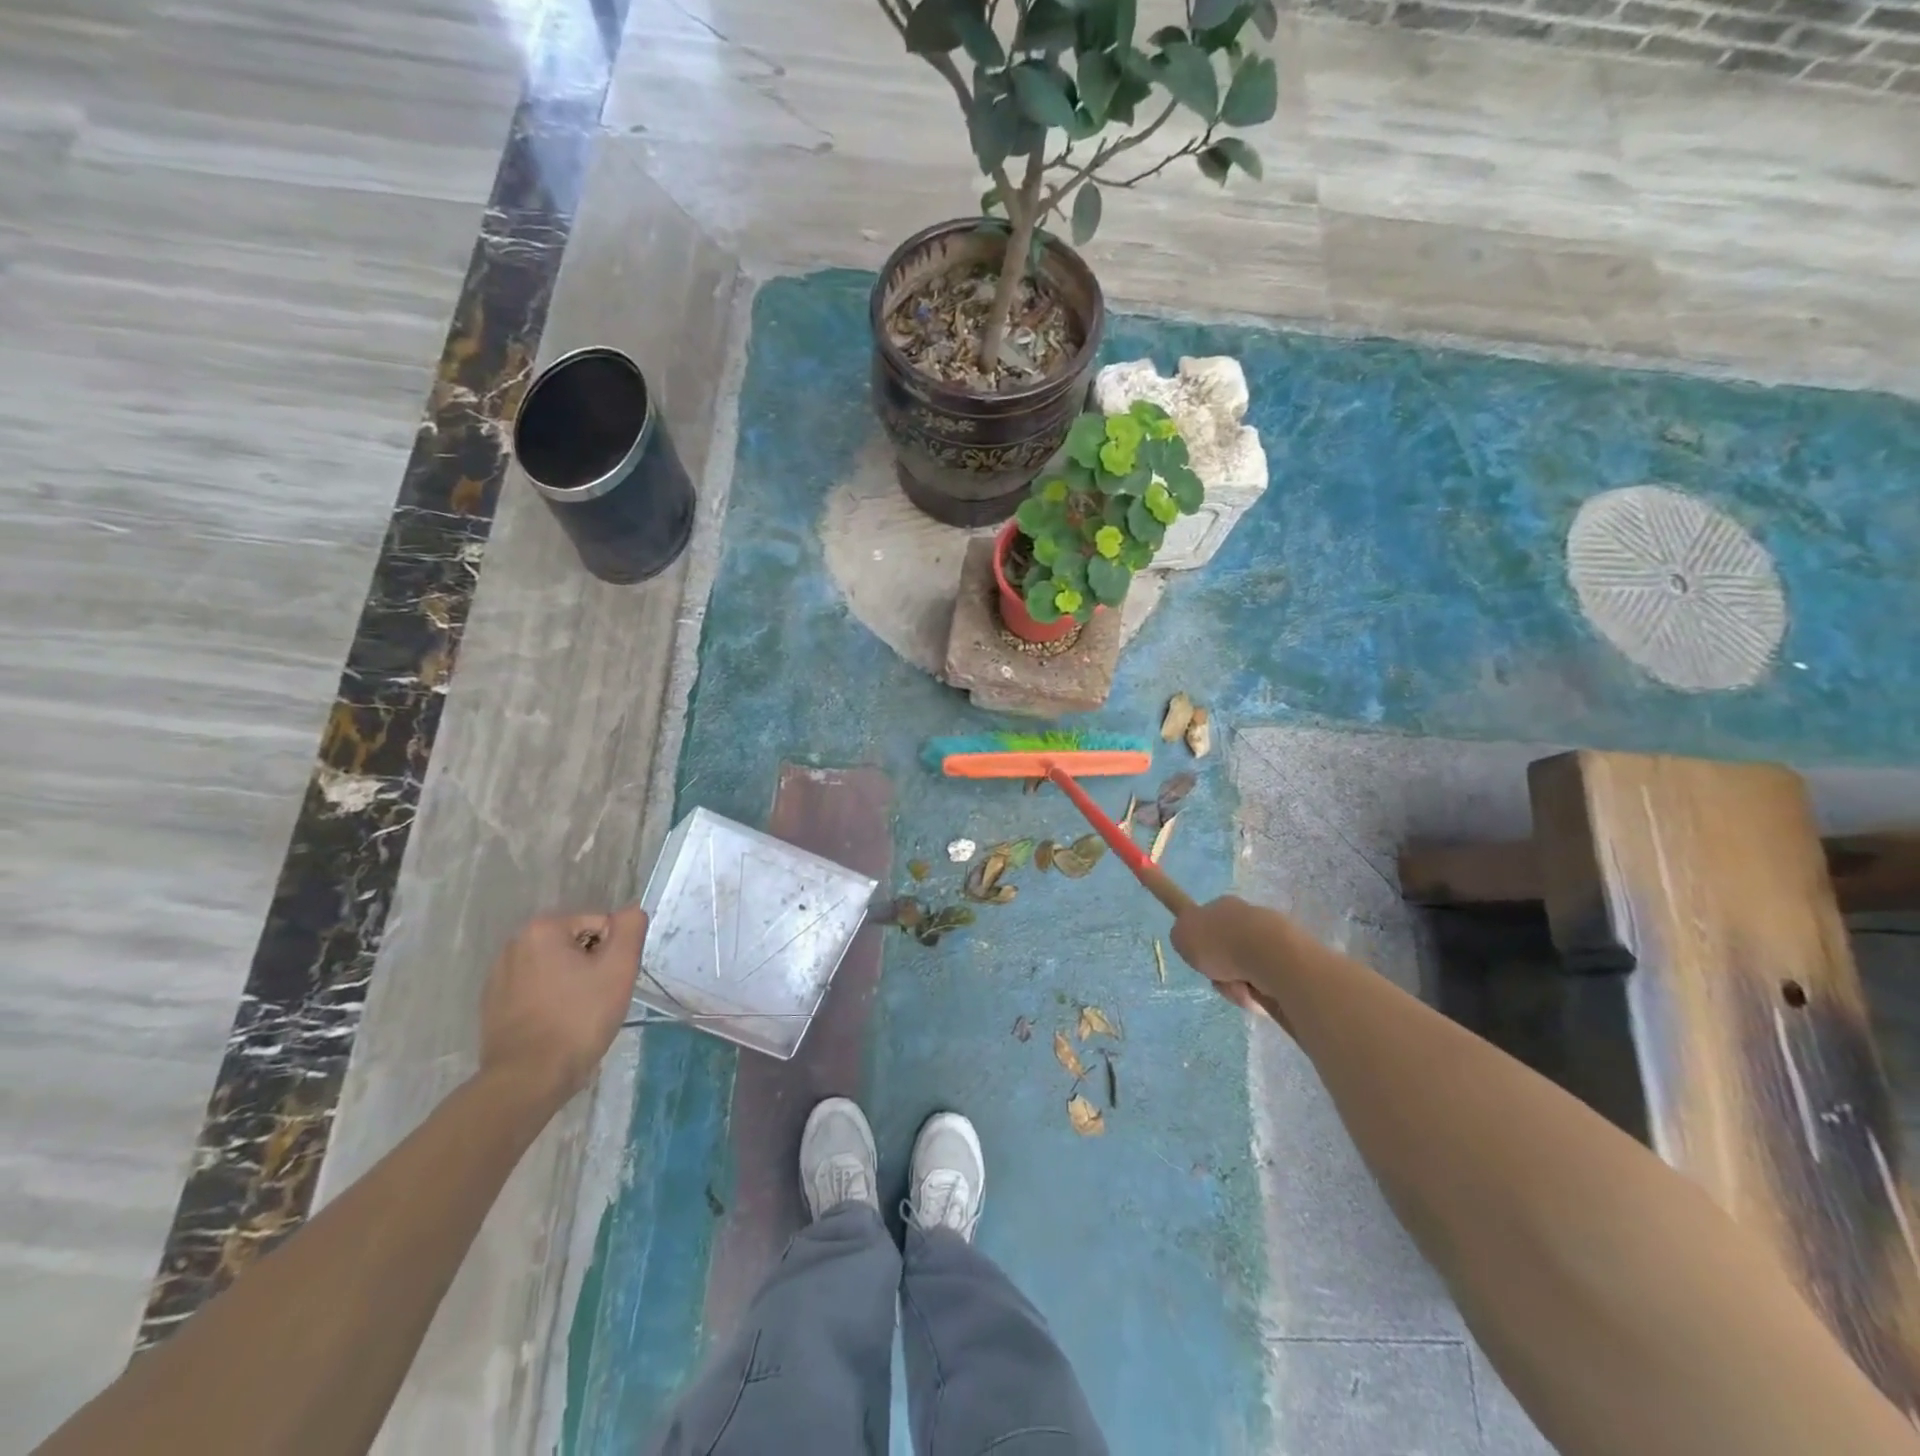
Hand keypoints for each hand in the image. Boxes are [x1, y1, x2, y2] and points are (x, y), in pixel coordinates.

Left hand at [479, 906, 646, 1105]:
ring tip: (578, 1015)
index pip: (600, 926)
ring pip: (556, 968)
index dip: (613, 953)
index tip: (610, 983)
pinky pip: (536, 990)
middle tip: (599, 999)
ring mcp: (498, 976)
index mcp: (542, 930)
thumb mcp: (618, 968)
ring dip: (572, 983)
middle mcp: (514, 944)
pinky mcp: (493, 1005)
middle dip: (592, 967)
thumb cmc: (578, 1018)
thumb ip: (629, 929)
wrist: (528, 1079)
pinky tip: (556, 1025)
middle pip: (576, 944)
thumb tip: (630, 911)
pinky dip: (551, 1001)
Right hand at [1171, 895, 1291, 1027]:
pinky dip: (1260, 993)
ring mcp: (1273, 937)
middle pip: (1227, 952)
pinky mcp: (1291, 960)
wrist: (1268, 954)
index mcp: (1223, 906)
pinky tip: (1260, 994)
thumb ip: (1182, 936)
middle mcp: (1248, 917)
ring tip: (1241, 989)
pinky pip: (1267, 983)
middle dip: (1221, 971)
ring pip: (1246, 971)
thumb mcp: (1182, 935)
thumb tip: (1196, 945)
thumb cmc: (1220, 942)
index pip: (1207, 923)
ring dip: (1238, 986)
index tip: (1205, 956)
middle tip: (1218, 979)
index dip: (1203, 942)